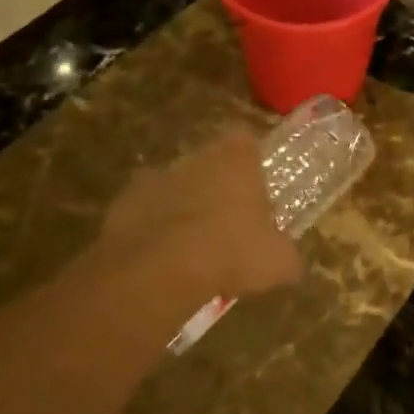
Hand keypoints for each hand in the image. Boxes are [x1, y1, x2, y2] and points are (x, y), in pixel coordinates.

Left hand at [95, 132, 300, 321]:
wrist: (160, 270)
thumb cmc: (232, 252)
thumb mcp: (279, 263)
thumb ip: (287, 256)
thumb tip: (291, 265)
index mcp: (237, 159)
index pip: (246, 143)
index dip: (251, 165)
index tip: (256, 190)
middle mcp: (196, 158)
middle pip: (209, 164)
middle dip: (216, 188)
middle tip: (227, 226)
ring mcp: (155, 178)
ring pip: (175, 188)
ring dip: (182, 209)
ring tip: (193, 250)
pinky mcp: (123, 204)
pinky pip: (144, 214)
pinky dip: (151, 231)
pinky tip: (162, 262)